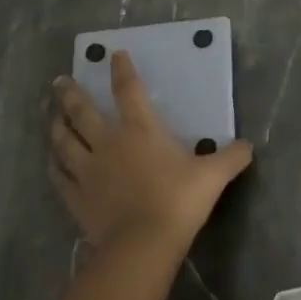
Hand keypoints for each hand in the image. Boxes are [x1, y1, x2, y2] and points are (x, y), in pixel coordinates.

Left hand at [49, 50, 253, 252]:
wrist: (143, 244)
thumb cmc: (179, 201)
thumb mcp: (213, 176)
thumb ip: (231, 157)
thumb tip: (249, 146)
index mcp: (141, 130)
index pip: (128, 90)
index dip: (122, 70)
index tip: (114, 55)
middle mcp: (108, 142)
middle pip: (82, 111)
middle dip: (70, 94)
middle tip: (58, 81)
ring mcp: (88, 170)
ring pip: (64, 141)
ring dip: (56, 126)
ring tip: (51, 116)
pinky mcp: (77, 198)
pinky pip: (60, 176)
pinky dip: (54, 166)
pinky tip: (51, 161)